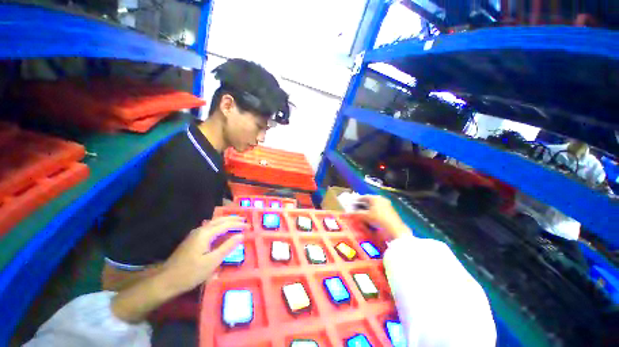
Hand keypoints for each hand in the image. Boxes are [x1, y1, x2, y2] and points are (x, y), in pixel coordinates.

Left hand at [157, 216, 246, 295]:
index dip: (238, 224)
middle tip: (244, 219)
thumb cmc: (191, 273)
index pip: (226, 225)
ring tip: (236, 222)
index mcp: (205, 234)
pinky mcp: (192, 240)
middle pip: (219, 220)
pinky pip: (210, 228)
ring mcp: (195, 234)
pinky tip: (221, 230)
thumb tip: (241, 236)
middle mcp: (200, 230)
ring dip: (226, 221)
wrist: (166, 281)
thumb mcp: (212, 261)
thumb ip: (228, 247)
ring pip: (214, 223)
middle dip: (233, 219)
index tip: (249, 226)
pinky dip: (219, 226)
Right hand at [353, 195, 409, 240]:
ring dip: (368, 209)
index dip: (356, 201)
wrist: (394, 229)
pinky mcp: (390, 210)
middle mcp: (381, 199)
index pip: (363, 197)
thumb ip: (356, 213)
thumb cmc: (378, 219)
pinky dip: (373, 212)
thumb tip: (348, 212)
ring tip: (362, 214)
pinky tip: (371, 217)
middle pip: (368, 201)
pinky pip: (379, 209)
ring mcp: (386, 204)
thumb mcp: (365, 216)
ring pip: (374, 205)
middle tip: (356, 210)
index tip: (351, 204)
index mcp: (375, 198)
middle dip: (362, 205)